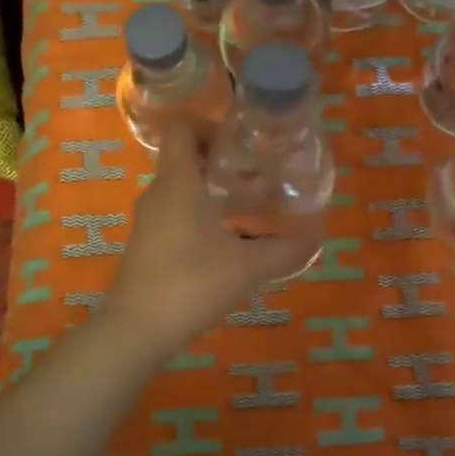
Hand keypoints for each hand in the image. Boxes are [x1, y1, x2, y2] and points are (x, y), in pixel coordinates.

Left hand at [103, 123, 320, 362]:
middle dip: (220, 161)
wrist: (138, 330)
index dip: (210, 126)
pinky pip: (175, 214)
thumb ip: (284, 250)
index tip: (241, 145)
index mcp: (177, 182)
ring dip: (211, 191)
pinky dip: (199, 216)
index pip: (182, 128)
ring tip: (248, 208)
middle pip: (184, 158)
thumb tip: (316, 239)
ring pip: (180, 189)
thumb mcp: (247, 267)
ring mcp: (149, 221)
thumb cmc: (192, 283)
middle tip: (256, 176)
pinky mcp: (147, 245)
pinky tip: (227, 242)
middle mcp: (158, 194)